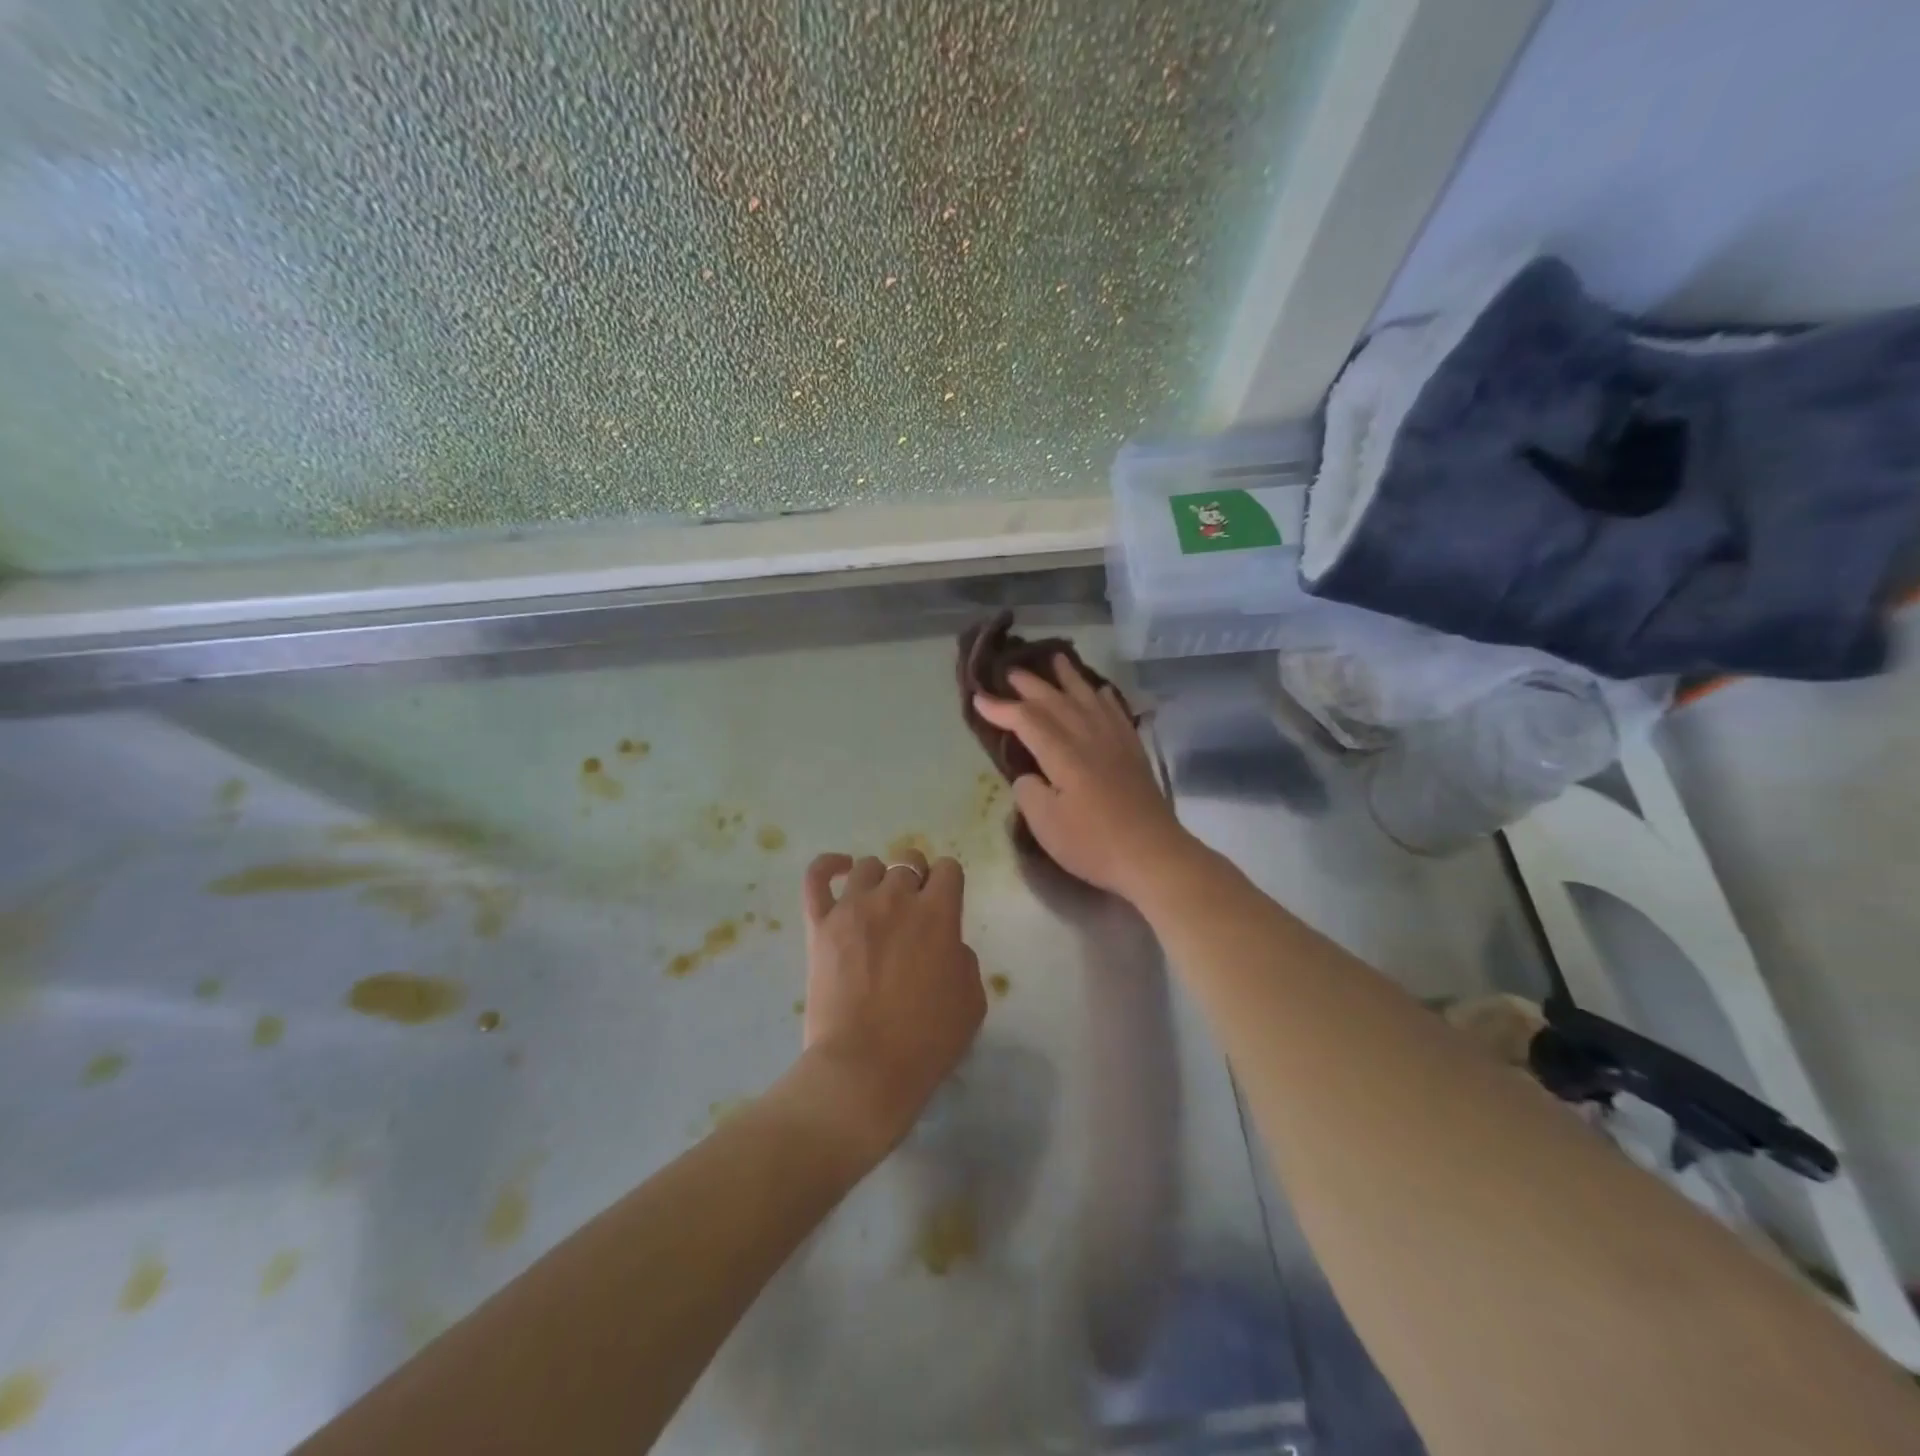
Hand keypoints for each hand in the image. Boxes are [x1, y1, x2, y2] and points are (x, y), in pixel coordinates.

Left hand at [797, 849, 986, 1158]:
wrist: (865, 1067)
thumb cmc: (926, 1040)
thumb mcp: (972, 1001)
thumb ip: (964, 959)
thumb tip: (947, 944)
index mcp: (938, 913)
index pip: (949, 869)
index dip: (949, 884)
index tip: (946, 905)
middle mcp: (896, 898)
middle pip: (908, 862)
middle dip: (916, 880)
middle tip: (912, 913)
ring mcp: (854, 907)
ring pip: (868, 866)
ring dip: (879, 880)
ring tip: (877, 906)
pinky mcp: (820, 923)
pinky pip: (817, 876)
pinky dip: (829, 865)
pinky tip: (840, 869)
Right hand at [972, 656, 1197, 903]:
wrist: (1153, 856)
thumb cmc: (1094, 844)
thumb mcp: (1046, 826)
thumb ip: (1029, 793)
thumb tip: (1028, 775)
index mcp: (1063, 754)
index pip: (1027, 720)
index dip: (1001, 708)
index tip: (978, 698)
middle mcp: (1089, 738)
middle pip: (1056, 701)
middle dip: (1031, 685)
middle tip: (1010, 671)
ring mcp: (1115, 742)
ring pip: (1088, 699)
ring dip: (1069, 678)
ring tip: (1056, 659)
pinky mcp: (1133, 753)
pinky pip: (1116, 713)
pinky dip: (1104, 697)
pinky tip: (1100, 691)